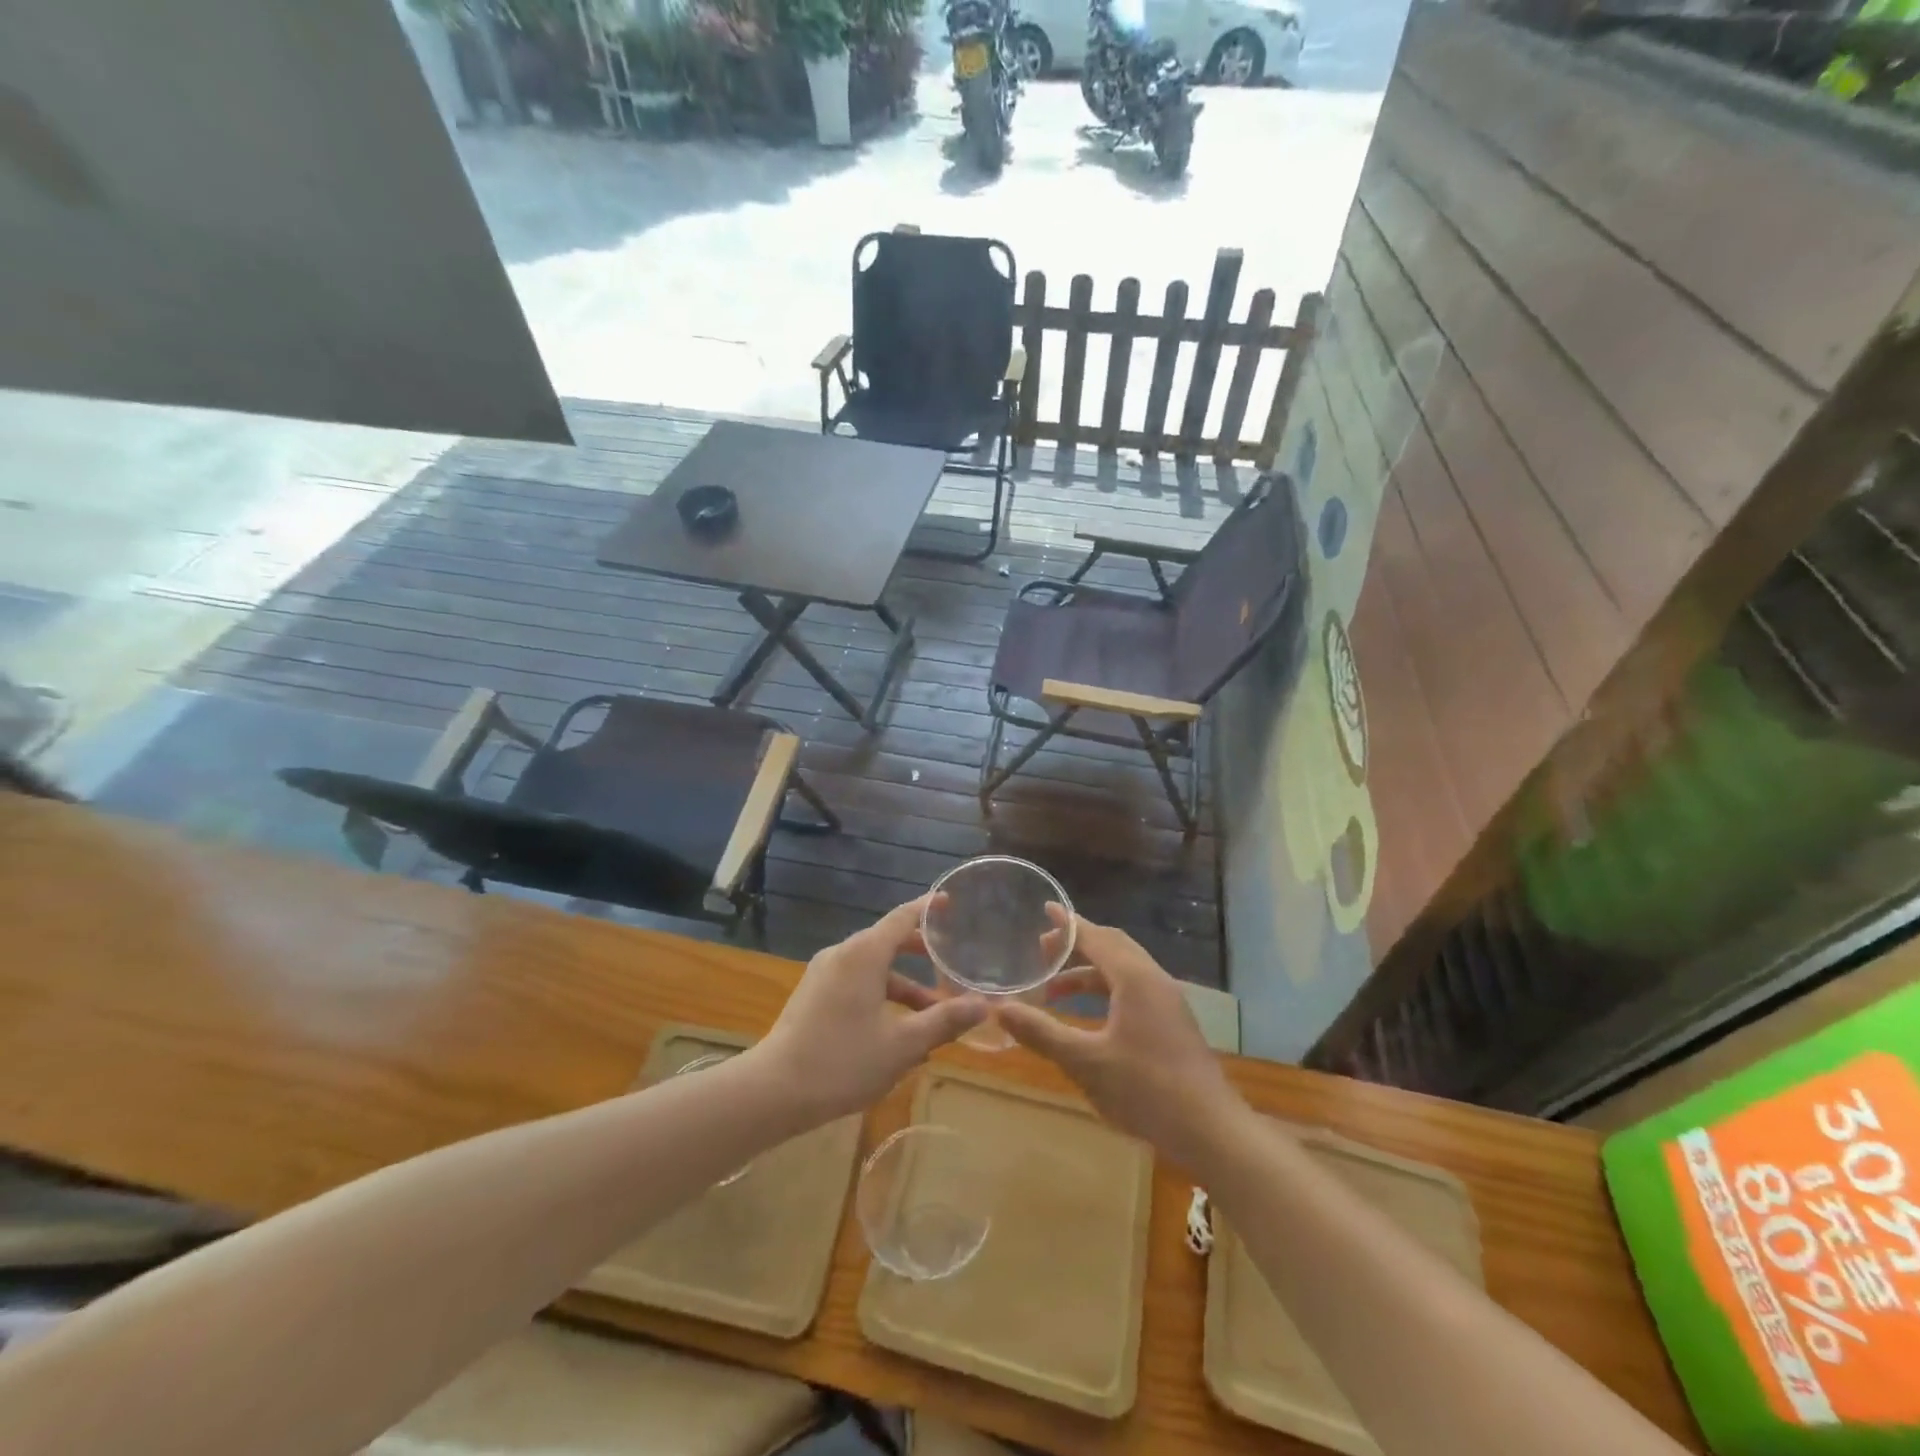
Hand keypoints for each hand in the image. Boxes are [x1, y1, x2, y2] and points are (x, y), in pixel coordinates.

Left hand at [757, 897, 988, 1120]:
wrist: (773, 1091)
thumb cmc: (842, 1061)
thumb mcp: (903, 1045)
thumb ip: (944, 1020)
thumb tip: (983, 1006)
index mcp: (864, 954)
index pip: (903, 917)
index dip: (928, 908)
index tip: (949, 903)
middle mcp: (843, 954)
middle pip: (888, 941)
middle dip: (920, 953)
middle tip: (950, 963)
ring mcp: (824, 974)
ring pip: (873, 969)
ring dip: (904, 987)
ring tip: (932, 1017)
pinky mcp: (814, 995)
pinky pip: (856, 983)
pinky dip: (881, 996)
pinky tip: (897, 1033)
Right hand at [1000, 913, 1241, 1169]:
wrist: (1211, 1131)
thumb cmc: (1146, 1090)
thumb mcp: (1086, 1062)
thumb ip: (1042, 1033)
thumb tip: (999, 1008)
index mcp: (1135, 979)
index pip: (1095, 937)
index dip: (1067, 924)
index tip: (1044, 909)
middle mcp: (1154, 980)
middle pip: (1112, 946)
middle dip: (1076, 945)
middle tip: (1041, 951)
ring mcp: (1167, 1002)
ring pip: (1123, 970)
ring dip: (1088, 972)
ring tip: (1053, 991)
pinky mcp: (1172, 1023)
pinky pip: (1133, 990)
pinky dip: (1105, 990)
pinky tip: (1089, 1016)